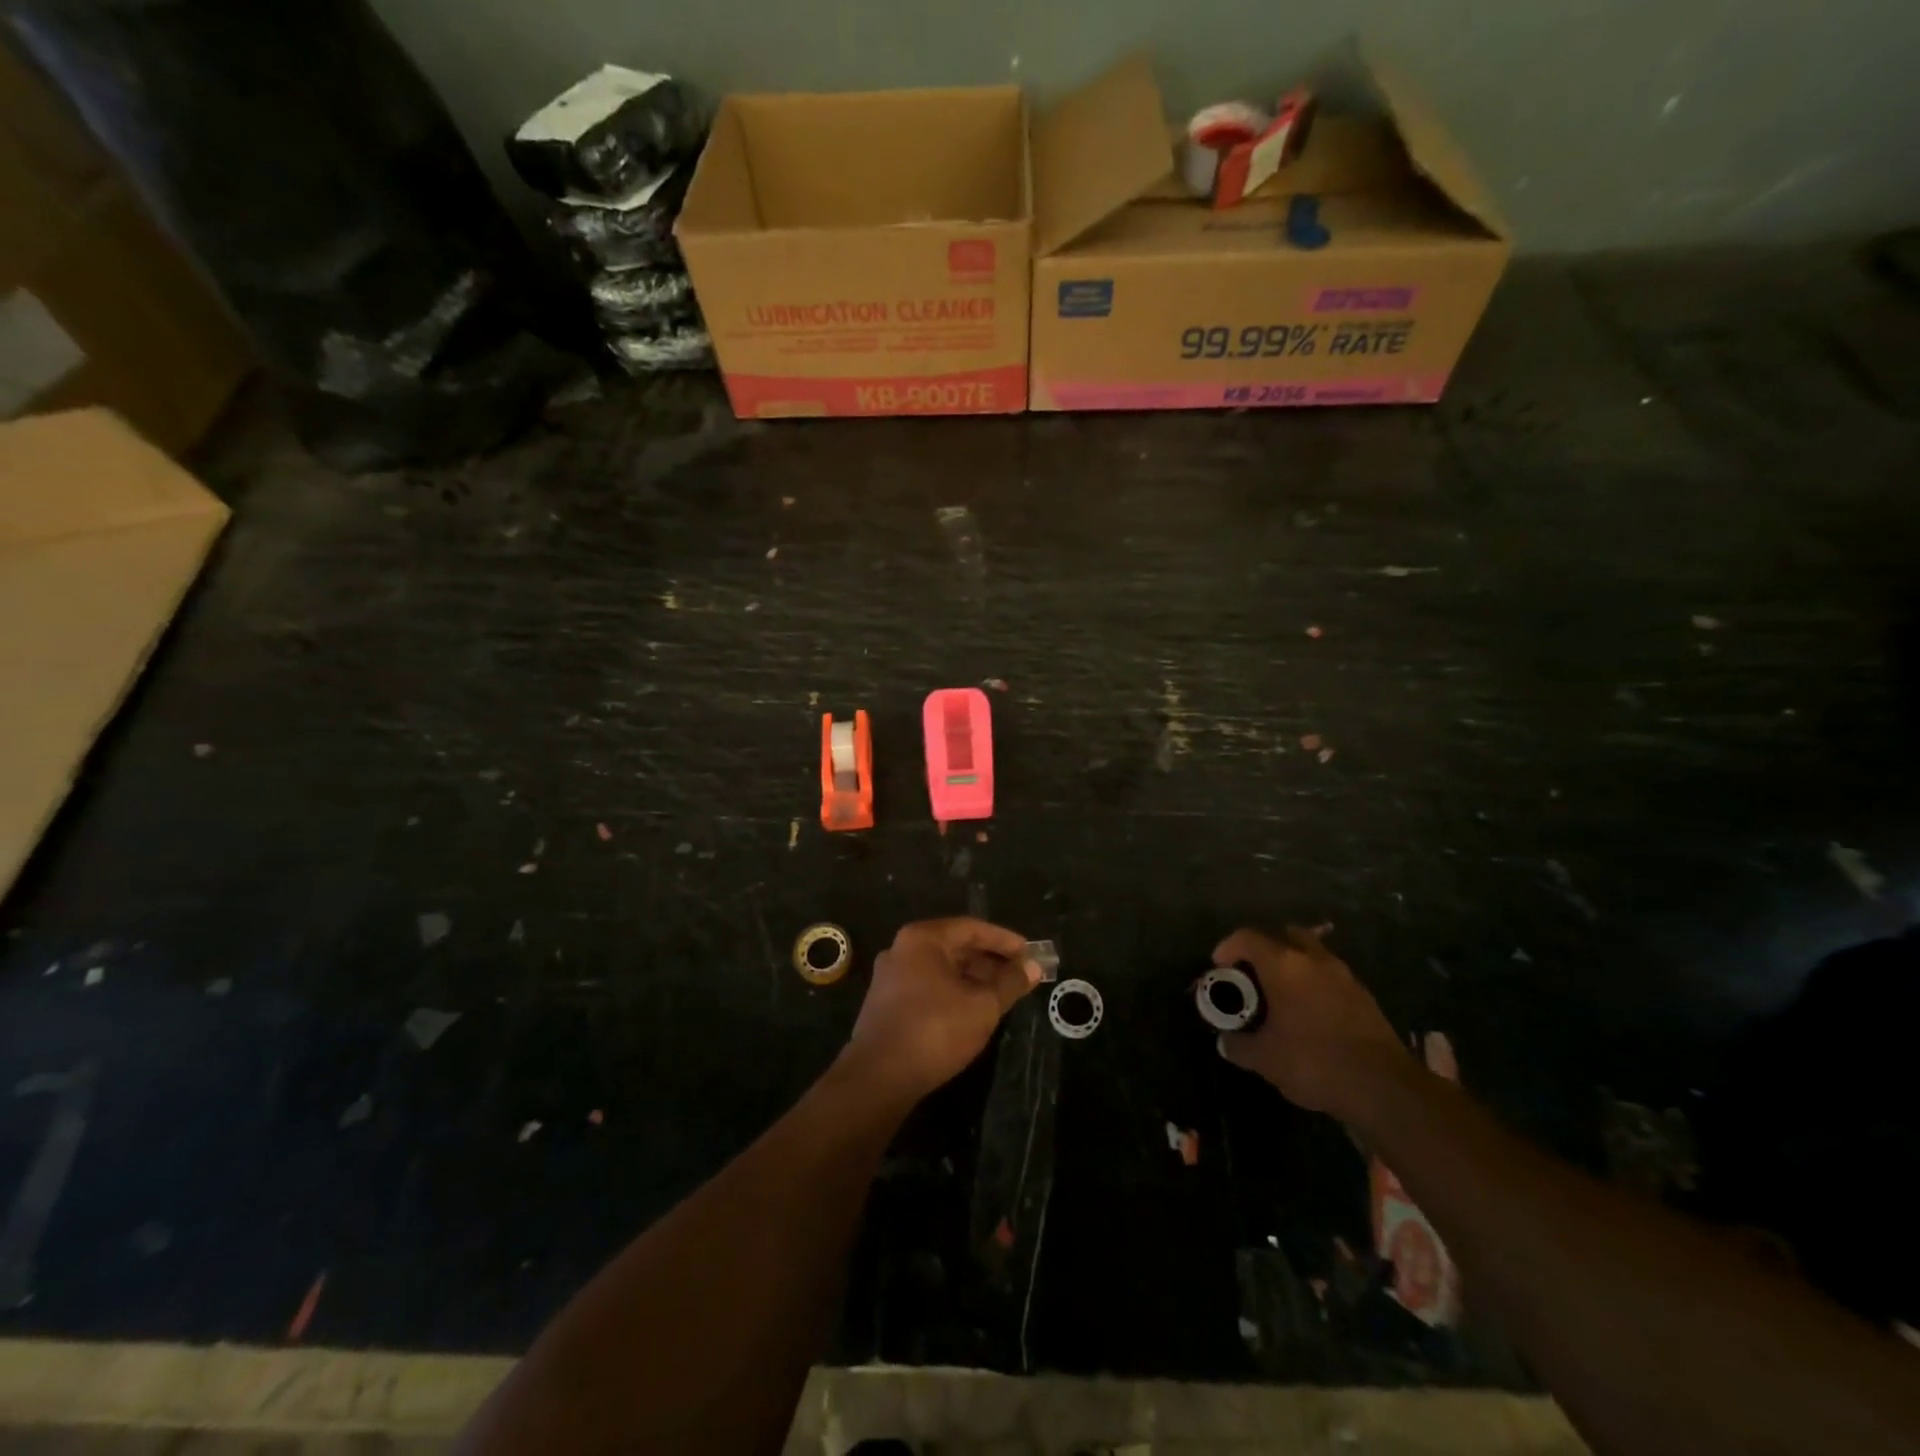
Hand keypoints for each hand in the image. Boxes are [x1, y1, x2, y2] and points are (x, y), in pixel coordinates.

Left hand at [845, 918, 1041, 1101]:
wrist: (879, 1077)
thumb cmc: (935, 1030)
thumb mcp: (982, 1006)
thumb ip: (1010, 983)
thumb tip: (1033, 966)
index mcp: (923, 939)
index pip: (972, 928)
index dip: (1004, 940)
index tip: (1029, 953)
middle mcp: (902, 949)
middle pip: (955, 946)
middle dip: (989, 960)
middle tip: (1019, 975)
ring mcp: (890, 976)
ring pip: (941, 968)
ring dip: (972, 978)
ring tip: (1001, 994)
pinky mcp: (886, 1002)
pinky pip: (927, 985)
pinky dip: (952, 991)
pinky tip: (971, 1010)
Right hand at [1213, 926, 1408, 1116]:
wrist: (1384, 1088)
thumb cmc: (1314, 1062)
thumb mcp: (1265, 1059)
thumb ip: (1239, 1045)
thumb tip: (1226, 1041)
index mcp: (1284, 965)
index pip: (1248, 938)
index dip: (1228, 947)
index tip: (1219, 966)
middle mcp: (1314, 960)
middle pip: (1284, 935)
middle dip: (1263, 948)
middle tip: (1251, 974)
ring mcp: (1343, 975)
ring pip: (1311, 953)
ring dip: (1292, 964)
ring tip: (1279, 994)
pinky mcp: (1363, 995)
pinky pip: (1329, 975)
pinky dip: (1313, 982)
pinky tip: (1307, 1012)